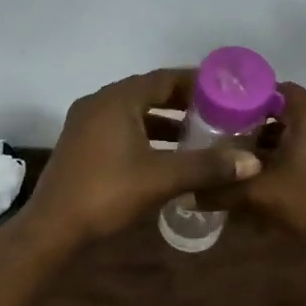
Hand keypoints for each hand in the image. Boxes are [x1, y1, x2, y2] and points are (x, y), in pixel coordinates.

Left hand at [19, 68, 262, 248]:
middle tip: (217, 113)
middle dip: (182, 103)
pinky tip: (166, 156)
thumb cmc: (107, 193)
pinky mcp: (81, 145)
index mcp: (117, 99)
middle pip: (148, 93)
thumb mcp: (162, 178)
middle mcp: (99, 103)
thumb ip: (207, 166)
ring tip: (198, 135)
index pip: (164, 78)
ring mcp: (86, 124)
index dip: (196, 83)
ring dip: (164, 122)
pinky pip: (121, 129)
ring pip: (134, 114)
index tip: (225, 91)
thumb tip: (252, 162)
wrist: (53, 227)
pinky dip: (146, 136)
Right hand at [200, 82, 305, 246]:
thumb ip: (221, 191)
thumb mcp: (259, 195)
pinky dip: (288, 153)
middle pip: (283, 110)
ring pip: (296, 130)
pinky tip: (266, 173)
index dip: (243, 99)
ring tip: (239, 156)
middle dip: (253, 123)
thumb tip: (187, 195)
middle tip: (223, 135)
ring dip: (270, 142)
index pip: (271, 89)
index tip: (219, 112)